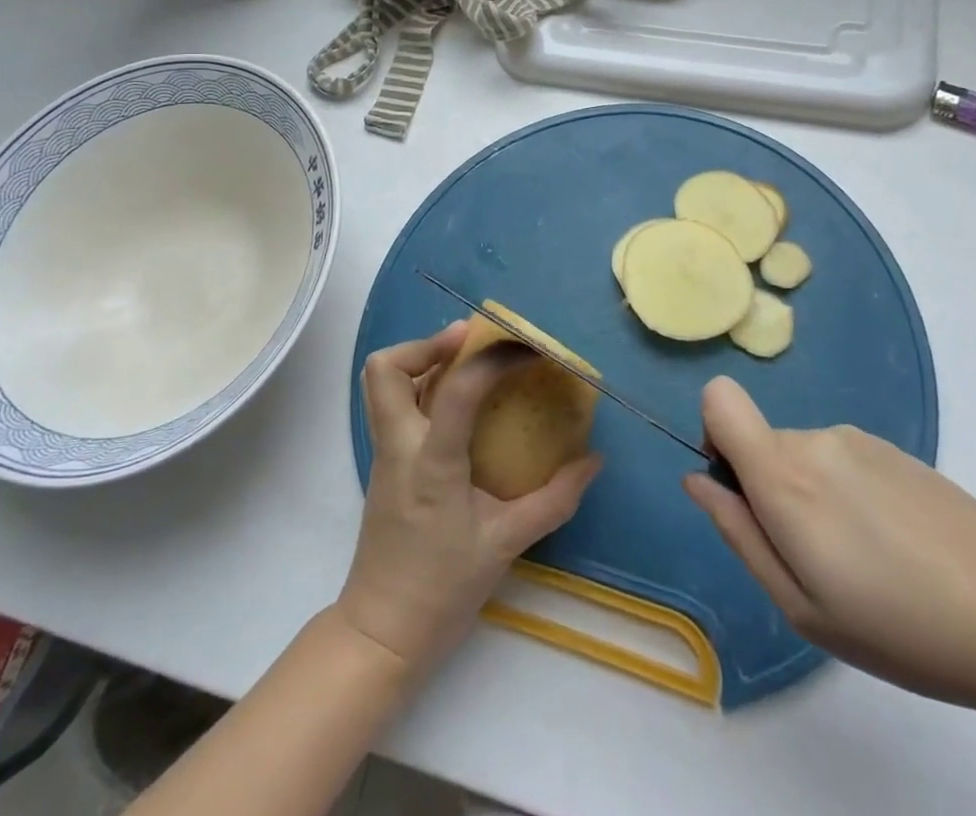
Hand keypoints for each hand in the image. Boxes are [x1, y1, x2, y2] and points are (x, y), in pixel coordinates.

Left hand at [337, 322, 602, 674]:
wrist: (382, 634)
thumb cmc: (443, 590)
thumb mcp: (506, 544)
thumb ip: (554, 500)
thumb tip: (593, 461)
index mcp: (431, 464)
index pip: (457, 390)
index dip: (495, 359)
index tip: (530, 351)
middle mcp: (399, 447)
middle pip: (386, 369)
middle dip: (426, 343)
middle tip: (470, 342)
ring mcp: (385, 453)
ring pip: (382, 382)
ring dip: (420, 358)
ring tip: (466, 360)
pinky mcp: (384, 464)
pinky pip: (394, 404)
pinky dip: (421, 384)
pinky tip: (459, 400)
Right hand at [684, 377, 975, 708]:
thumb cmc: (899, 627)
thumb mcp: (800, 605)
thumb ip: (738, 532)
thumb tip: (697, 480)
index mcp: (783, 475)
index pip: (719, 399)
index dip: (714, 434)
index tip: (740, 490)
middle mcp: (814, 440)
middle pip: (761, 441)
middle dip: (769, 489)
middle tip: (817, 561)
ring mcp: (856, 438)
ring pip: (803, 455)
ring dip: (812, 496)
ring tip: (864, 560)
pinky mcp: (892, 448)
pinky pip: (841, 460)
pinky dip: (847, 493)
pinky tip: (894, 545)